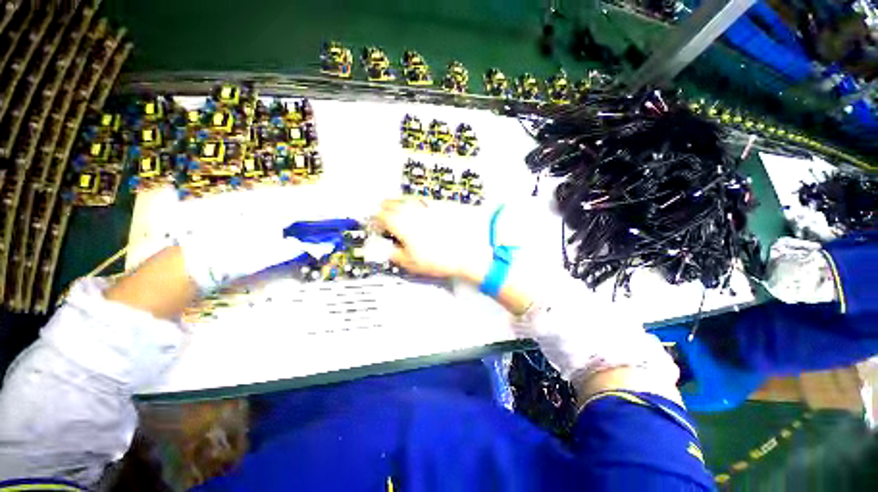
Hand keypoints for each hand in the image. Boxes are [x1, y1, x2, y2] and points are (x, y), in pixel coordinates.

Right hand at [372, 198, 492, 281]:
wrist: (466, 252)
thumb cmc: (438, 258)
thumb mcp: (410, 263)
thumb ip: (393, 254)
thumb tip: (385, 250)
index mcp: (401, 224)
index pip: (380, 217)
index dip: (375, 221)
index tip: (375, 225)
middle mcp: (411, 211)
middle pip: (391, 203)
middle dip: (384, 208)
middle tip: (382, 214)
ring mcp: (425, 207)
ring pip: (405, 198)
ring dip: (397, 201)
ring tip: (395, 206)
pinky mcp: (438, 206)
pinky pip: (421, 199)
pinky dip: (414, 201)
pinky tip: (415, 205)